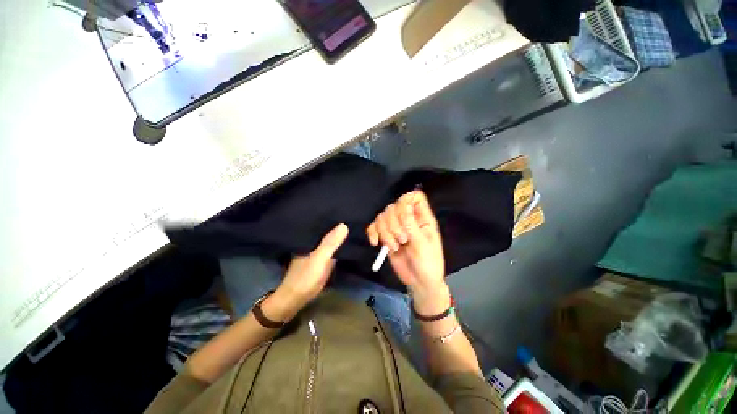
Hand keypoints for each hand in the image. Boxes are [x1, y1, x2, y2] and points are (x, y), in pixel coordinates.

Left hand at [268, 223, 348, 318]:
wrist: (297, 298)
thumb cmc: (306, 277)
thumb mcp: (319, 259)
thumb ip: (330, 244)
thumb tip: (344, 225)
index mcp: (310, 238)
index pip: (322, 222)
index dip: (333, 215)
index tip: (346, 208)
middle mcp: (312, 241)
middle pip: (326, 229)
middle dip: (337, 222)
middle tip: (352, 214)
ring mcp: (316, 250)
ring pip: (329, 237)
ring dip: (338, 232)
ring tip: (352, 222)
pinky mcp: (320, 257)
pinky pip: (330, 246)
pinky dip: (337, 243)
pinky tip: (346, 239)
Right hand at [366, 191, 449, 314]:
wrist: (418, 281)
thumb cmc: (428, 263)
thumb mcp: (422, 245)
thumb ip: (412, 226)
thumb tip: (404, 206)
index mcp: (422, 218)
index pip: (414, 197)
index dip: (406, 202)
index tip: (404, 217)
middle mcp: (408, 219)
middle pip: (394, 206)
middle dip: (394, 224)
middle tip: (402, 240)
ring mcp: (396, 227)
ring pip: (382, 216)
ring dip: (384, 232)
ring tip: (393, 247)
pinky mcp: (386, 236)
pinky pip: (373, 227)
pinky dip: (372, 233)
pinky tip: (375, 243)